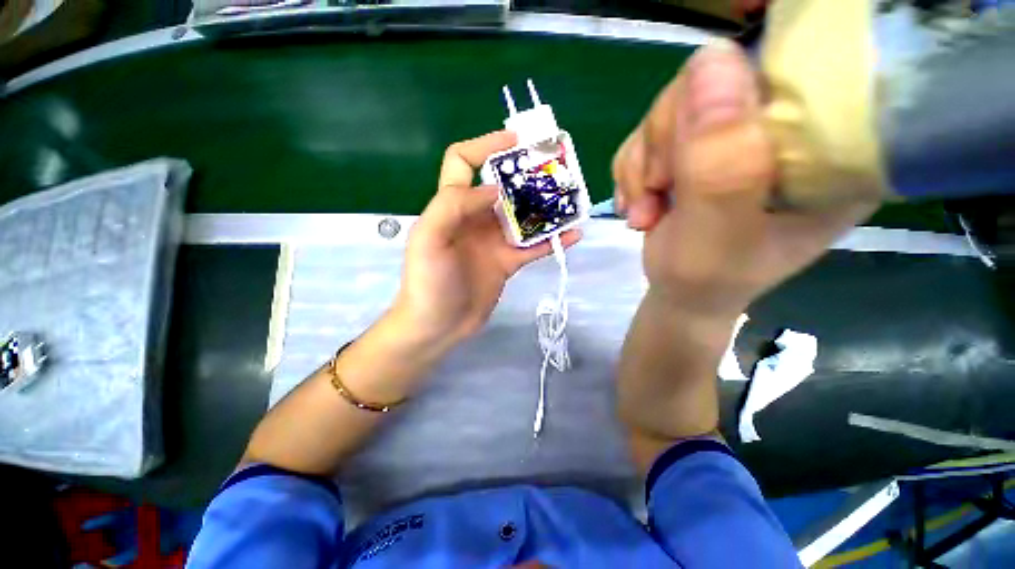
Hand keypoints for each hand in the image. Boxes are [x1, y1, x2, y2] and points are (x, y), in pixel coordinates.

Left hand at [394, 131, 580, 349]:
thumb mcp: (431, 237)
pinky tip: (573, 235)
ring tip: (570, 199)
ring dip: (545, 207)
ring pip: (522, 216)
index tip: (516, 140)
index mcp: (452, 205)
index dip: (485, 145)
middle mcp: (474, 218)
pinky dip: (552, 240)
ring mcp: (493, 241)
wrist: (438, 325)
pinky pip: (533, 247)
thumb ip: (455, 205)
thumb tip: (495, 189)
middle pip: (502, 186)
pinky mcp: (507, 262)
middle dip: (525, 175)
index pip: (463, 161)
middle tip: (555, 169)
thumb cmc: (429, 281)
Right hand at [612, 40, 874, 319]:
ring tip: (647, 211)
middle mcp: (789, 128)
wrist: (682, 293)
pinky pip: (648, 130)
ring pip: (673, 105)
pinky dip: (633, 170)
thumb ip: (719, 167)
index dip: (730, 95)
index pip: (794, 67)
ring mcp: (737, 134)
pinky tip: (641, 203)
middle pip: (716, 79)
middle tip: (658, 194)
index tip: (689, 159)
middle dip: (666, 143)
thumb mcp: (716, 236)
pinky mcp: (699, 143)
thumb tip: (710, 60)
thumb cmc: (706, 281)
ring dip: (643, 164)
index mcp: (832, 147)